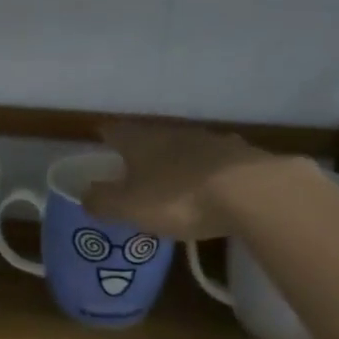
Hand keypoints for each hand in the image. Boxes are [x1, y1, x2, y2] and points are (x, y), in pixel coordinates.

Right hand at [81, 120, 279, 240]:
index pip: (115, 131)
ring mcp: (212, 142)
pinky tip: (213, 187)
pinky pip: (216, 163)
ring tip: (172, 180)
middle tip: (133, 169)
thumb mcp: (130, 207)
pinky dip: (209, 173)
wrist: (254, 193)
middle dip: (141, 151)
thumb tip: (84, 195)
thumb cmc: (180, 197)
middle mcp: (174, 133)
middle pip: (151, 138)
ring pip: (186, 148)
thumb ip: (103, 201)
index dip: (104, 136)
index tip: (98, 140)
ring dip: (177, 160)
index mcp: (142, 141)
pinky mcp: (243, 157)